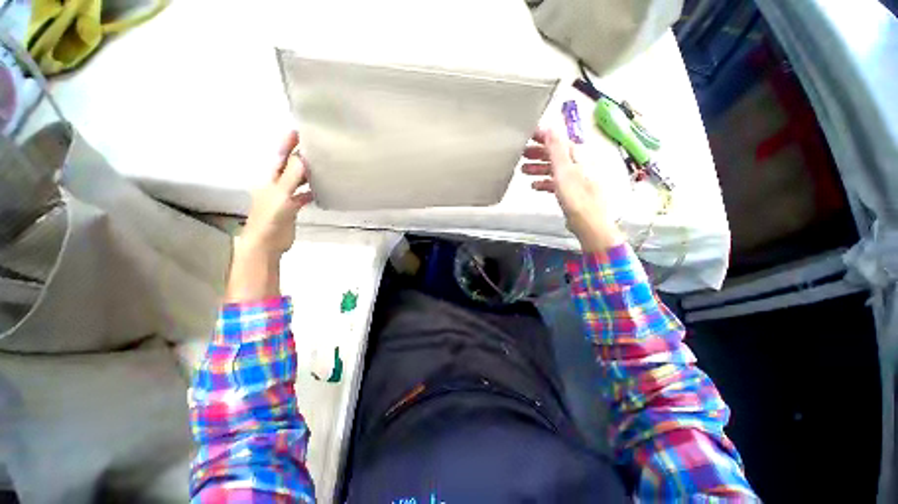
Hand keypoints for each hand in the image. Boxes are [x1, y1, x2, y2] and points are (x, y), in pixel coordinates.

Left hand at [240, 130, 313, 255]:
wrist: (267, 243)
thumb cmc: (270, 217)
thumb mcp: (281, 195)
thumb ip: (292, 177)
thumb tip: (303, 157)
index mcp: (271, 179)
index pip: (280, 156)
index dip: (287, 143)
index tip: (299, 130)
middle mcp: (277, 184)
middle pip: (290, 166)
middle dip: (300, 156)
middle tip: (318, 148)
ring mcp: (285, 196)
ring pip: (298, 180)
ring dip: (308, 174)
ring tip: (323, 166)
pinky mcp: (292, 207)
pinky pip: (303, 195)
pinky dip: (311, 192)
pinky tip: (322, 191)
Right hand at [521, 129, 623, 251]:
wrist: (589, 222)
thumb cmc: (576, 197)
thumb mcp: (564, 170)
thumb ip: (556, 149)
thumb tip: (550, 127)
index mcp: (578, 155)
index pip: (558, 140)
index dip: (543, 136)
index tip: (527, 135)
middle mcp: (578, 164)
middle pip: (555, 154)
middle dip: (538, 153)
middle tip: (521, 154)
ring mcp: (575, 178)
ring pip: (554, 168)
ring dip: (538, 168)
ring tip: (523, 170)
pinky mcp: (571, 192)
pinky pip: (555, 182)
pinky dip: (544, 182)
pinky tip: (535, 186)